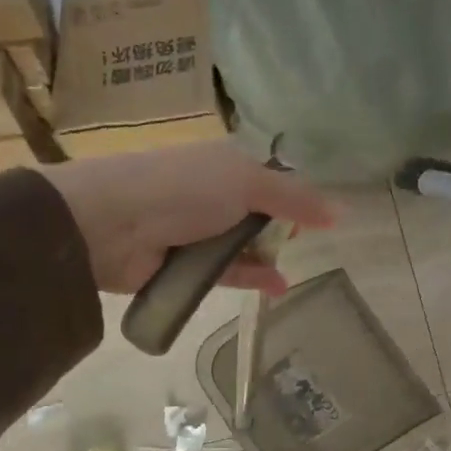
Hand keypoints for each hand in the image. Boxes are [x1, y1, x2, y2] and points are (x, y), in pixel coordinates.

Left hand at [39, 143, 336, 294]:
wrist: (109, 224)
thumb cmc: (183, 190)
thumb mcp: (247, 182)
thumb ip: (295, 198)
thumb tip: (342, 212)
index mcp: (224, 162)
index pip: (270, 176)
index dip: (295, 193)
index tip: (318, 215)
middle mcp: (211, 193)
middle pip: (258, 212)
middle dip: (282, 227)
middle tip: (306, 242)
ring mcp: (196, 230)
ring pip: (243, 244)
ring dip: (268, 256)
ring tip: (297, 269)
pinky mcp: (186, 266)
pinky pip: (227, 272)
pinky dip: (252, 278)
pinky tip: (278, 287)